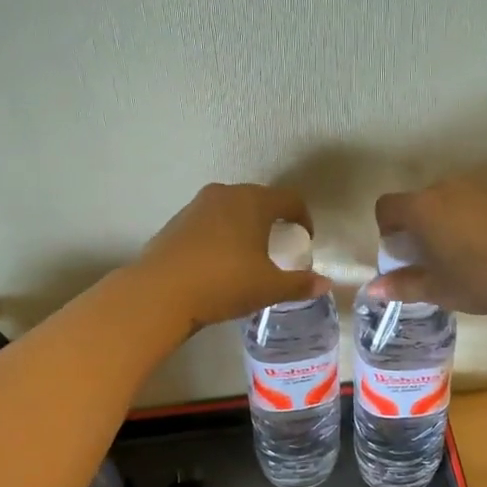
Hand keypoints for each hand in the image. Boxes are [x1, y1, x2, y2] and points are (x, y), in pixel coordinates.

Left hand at [138, 183, 329, 334]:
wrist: (160, 292)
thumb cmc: (224, 283)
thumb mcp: (269, 288)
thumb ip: (300, 284)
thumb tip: (325, 283)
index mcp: (254, 202)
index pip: (290, 199)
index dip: (304, 218)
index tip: (305, 239)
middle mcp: (226, 194)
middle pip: (260, 200)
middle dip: (273, 220)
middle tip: (279, 246)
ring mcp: (197, 206)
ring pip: (232, 209)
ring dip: (245, 226)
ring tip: (248, 255)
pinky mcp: (177, 222)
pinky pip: (210, 222)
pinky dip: (222, 235)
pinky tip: (219, 262)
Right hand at [372, 179, 486, 316]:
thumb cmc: (482, 280)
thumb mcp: (438, 289)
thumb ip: (402, 286)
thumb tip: (372, 289)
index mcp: (422, 208)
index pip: (387, 207)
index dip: (386, 229)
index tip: (401, 254)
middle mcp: (447, 188)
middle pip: (419, 202)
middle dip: (418, 227)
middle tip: (432, 260)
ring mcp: (480, 187)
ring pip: (450, 201)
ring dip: (447, 223)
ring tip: (464, 257)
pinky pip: (478, 204)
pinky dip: (475, 221)